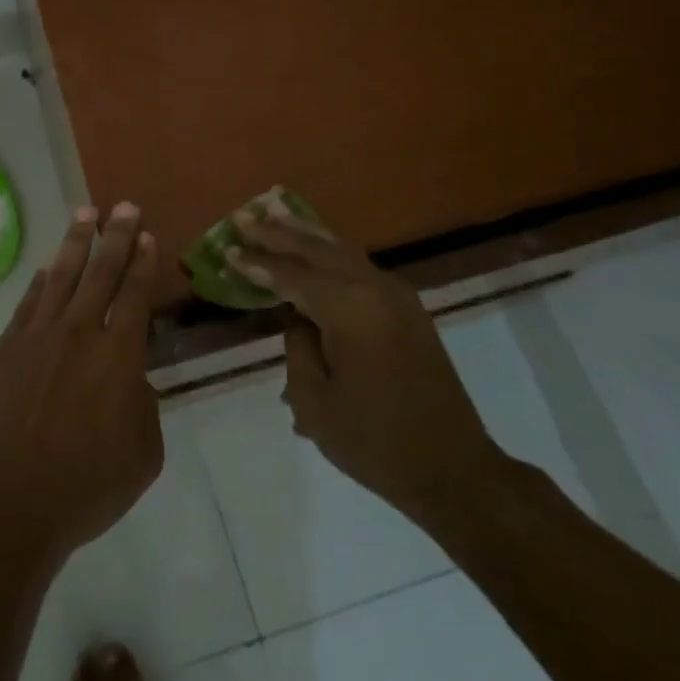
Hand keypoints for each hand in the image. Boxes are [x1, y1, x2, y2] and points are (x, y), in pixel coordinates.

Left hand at [0, 203, 162, 563]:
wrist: (12, 501)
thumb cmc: (88, 485)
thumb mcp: (143, 452)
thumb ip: (142, 404)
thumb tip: (130, 379)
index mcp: (119, 356)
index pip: (135, 295)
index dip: (143, 263)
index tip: (147, 236)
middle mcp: (79, 333)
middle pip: (101, 272)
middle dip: (116, 236)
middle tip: (124, 206)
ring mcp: (37, 337)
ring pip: (61, 277)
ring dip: (76, 242)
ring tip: (85, 211)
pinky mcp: (5, 349)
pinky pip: (28, 303)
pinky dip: (41, 281)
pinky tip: (48, 266)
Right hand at [228, 203, 497, 526]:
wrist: (453, 468)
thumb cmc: (375, 442)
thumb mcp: (316, 403)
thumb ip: (297, 347)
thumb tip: (298, 317)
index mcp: (350, 310)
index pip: (292, 276)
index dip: (257, 264)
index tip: (226, 248)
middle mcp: (375, 289)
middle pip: (318, 250)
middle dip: (279, 233)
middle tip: (245, 217)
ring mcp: (397, 295)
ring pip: (342, 250)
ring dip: (307, 234)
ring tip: (276, 212)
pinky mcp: (407, 307)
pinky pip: (359, 265)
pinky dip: (331, 250)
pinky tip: (315, 244)